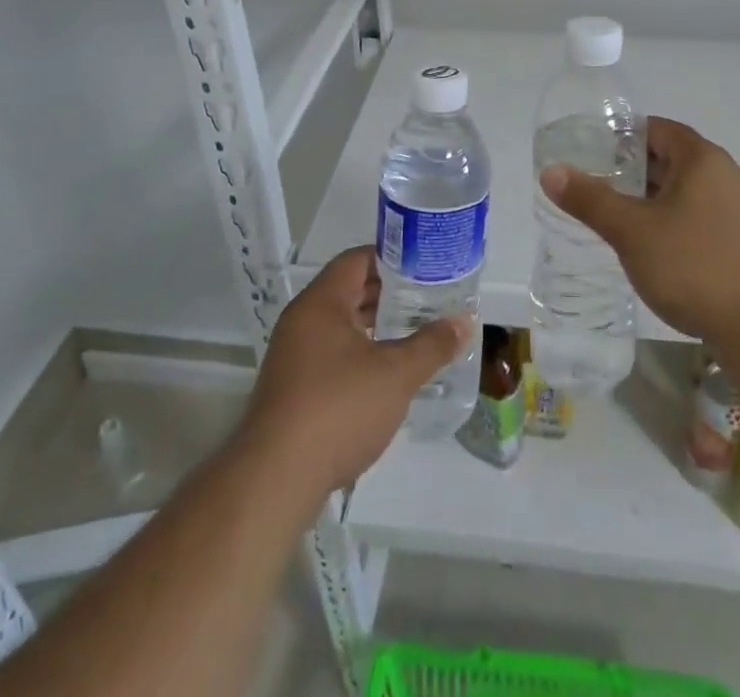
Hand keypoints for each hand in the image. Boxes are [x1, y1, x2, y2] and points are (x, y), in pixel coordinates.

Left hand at [240, 247, 469, 498]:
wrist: (275, 481)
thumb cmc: (338, 409)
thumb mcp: (396, 374)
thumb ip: (432, 344)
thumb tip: (464, 321)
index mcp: (321, 303)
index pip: (357, 260)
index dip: (392, 257)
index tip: (425, 263)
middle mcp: (302, 321)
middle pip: (349, 291)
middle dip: (389, 293)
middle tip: (429, 296)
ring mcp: (294, 357)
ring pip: (341, 326)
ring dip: (376, 326)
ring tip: (416, 331)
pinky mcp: (293, 391)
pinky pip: (333, 355)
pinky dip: (361, 354)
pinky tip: (388, 373)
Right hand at [539, 116, 739, 344]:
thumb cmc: (694, 265)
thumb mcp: (632, 231)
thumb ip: (590, 199)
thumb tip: (551, 171)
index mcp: (701, 158)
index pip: (655, 129)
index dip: (620, 136)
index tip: (588, 153)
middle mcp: (722, 175)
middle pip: (668, 158)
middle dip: (629, 171)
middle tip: (591, 186)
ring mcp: (735, 209)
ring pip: (681, 191)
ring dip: (647, 200)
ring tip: (611, 217)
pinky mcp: (739, 241)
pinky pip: (695, 217)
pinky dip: (667, 222)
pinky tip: (647, 248)